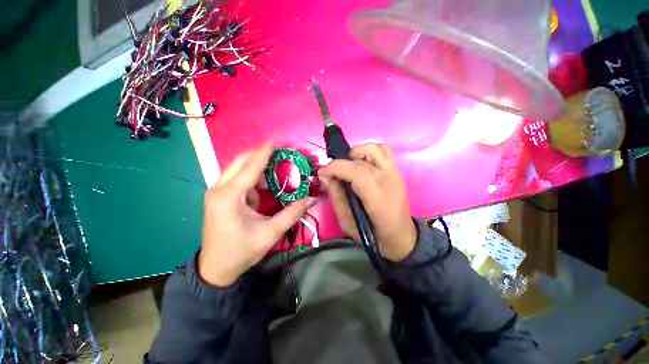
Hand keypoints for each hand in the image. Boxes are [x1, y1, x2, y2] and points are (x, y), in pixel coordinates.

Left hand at [198, 142, 308, 286]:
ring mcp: (215, 193)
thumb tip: (312, 199)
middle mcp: (219, 189)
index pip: (251, 167)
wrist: (216, 269)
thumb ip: (292, 213)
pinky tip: (260, 189)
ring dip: (254, 168)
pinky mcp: (217, 198)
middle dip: (259, 155)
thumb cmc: (242, 250)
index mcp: (230, 196)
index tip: (275, 140)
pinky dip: (249, 179)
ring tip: (272, 173)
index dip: (265, 152)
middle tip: (277, 152)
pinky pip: (235, 180)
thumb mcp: (270, 232)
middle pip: (240, 162)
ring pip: (236, 170)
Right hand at [318, 143, 415, 261]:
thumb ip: (336, 197)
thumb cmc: (372, 234)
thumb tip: (326, 177)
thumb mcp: (347, 222)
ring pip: (373, 148)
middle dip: (341, 162)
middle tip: (334, 174)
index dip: (334, 167)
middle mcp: (388, 178)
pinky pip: (383, 150)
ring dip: (356, 153)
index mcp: (377, 196)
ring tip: (349, 167)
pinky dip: (369, 151)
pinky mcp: (396, 170)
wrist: (400, 235)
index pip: (355, 171)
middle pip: (361, 157)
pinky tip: (362, 163)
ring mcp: (395, 171)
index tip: (322, 173)